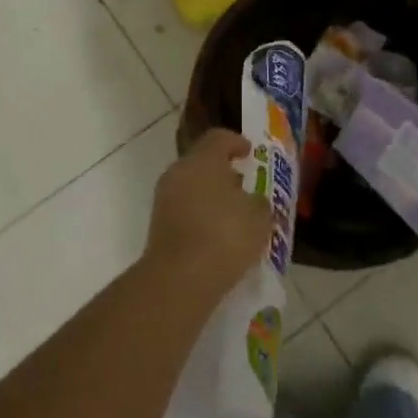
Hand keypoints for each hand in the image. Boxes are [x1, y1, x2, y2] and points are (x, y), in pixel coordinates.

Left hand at [144, 129, 267, 298]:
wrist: (179, 279)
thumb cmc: (224, 236)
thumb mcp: (258, 216)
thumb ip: (258, 202)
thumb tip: (252, 200)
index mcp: (202, 160)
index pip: (218, 138)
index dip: (236, 142)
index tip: (250, 153)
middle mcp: (179, 172)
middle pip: (202, 162)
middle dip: (224, 172)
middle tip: (244, 186)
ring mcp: (164, 199)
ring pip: (191, 187)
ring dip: (211, 195)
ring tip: (234, 215)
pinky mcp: (158, 225)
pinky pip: (184, 210)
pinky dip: (200, 216)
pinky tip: (218, 235)